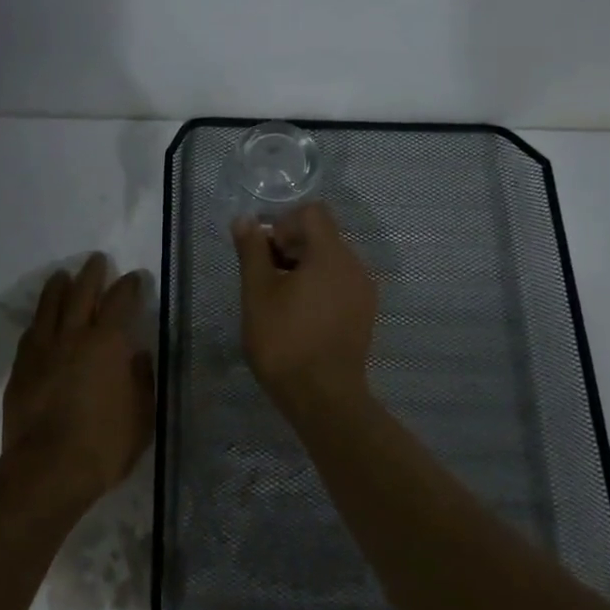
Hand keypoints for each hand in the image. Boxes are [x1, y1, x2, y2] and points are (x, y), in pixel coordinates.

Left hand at [1, 254, 154, 512]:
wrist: (46, 471)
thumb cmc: (103, 446)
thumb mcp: (141, 417)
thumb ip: (141, 380)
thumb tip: (137, 355)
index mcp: (108, 344)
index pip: (120, 302)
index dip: (129, 286)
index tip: (134, 277)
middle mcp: (74, 337)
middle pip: (81, 293)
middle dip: (92, 274)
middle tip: (97, 260)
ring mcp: (43, 350)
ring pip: (49, 306)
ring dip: (58, 287)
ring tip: (63, 275)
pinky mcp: (21, 368)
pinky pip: (30, 333)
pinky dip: (39, 320)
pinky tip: (40, 320)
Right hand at [232, 203, 377, 407]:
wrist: (323, 397)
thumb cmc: (285, 340)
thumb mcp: (257, 292)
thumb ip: (252, 251)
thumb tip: (245, 220)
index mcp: (331, 254)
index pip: (312, 212)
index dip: (283, 223)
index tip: (265, 252)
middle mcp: (355, 266)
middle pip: (322, 235)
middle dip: (290, 246)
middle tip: (264, 277)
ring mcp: (363, 291)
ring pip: (330, 260)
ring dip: (302, 267)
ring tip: (279, 299)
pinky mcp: (364, 313)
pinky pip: (339, 283)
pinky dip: (318, 286)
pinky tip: (299, 315)